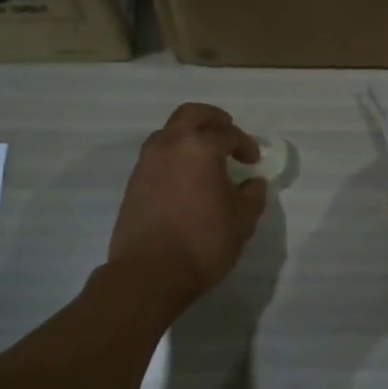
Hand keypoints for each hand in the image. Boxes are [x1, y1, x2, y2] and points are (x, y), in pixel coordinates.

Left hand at [108, 103, 266, 304]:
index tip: (253, 160)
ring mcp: (147, 161)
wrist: (149, 274)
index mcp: (200, 147)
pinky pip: (158, 154)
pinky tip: (187, 177)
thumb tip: (252, 182)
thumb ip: (252, 195)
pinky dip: (175, 155)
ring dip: (190, 135)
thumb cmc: (203, 243)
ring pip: (170, 132)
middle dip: (214, 119)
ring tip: (207, 156)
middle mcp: (170, 144)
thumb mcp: (242, 221)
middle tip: (228, 132)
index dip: (245, 145)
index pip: (228, 134)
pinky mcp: (134, 181)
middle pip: (192, 114)